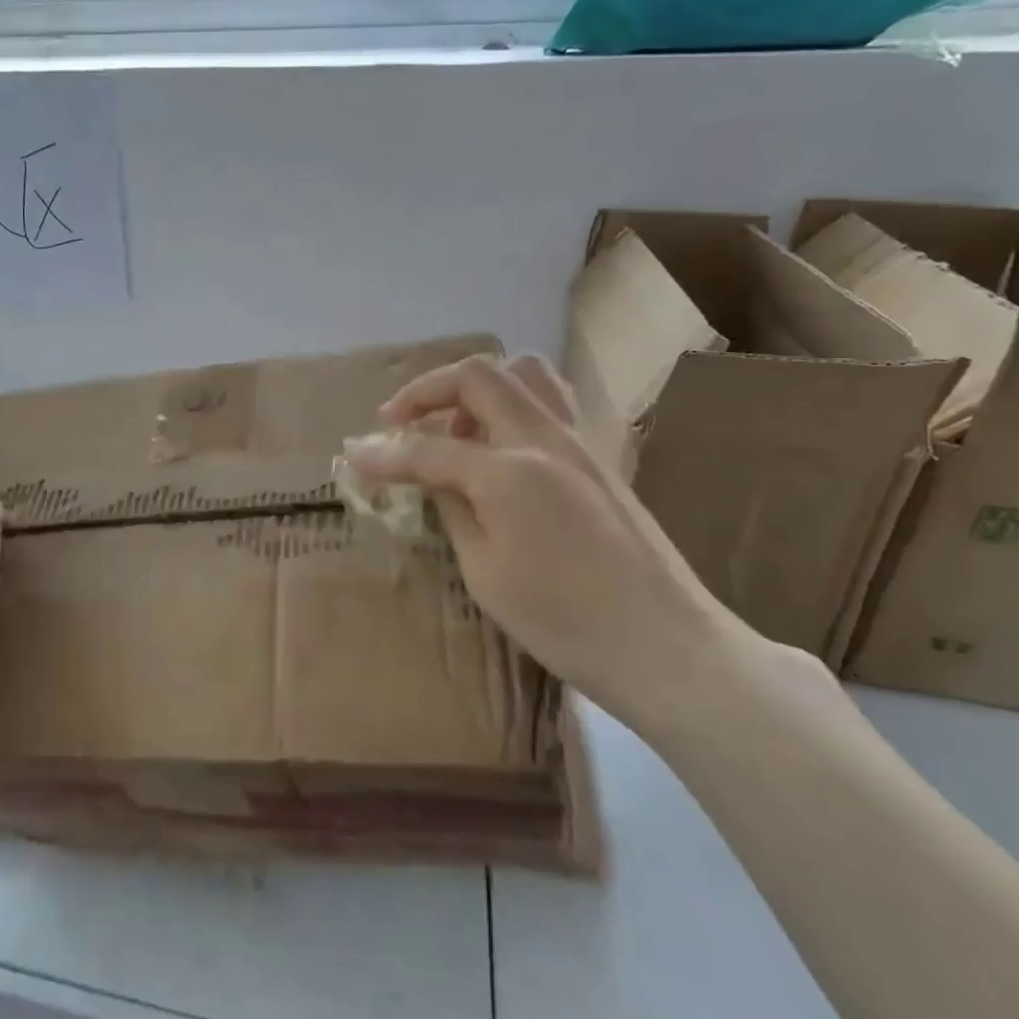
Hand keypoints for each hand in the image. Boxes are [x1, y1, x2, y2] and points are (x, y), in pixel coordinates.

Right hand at [343, 354, 753, 734]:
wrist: (667, 645)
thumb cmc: (566, 622)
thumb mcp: (485, 574)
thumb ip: (452, 509)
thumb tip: (430, 477)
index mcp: (509, 472)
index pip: (428, 449)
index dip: (383, 453)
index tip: (352, 455)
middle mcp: (544, 438)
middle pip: (476, 377)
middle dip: (425, 390)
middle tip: (397, 420)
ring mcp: (578, 441)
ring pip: (522, 372)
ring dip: (475, 387)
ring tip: (455, 426)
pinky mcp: (598, 455)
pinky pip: (550, 399)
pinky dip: (512, 400)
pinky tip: (500, 442)